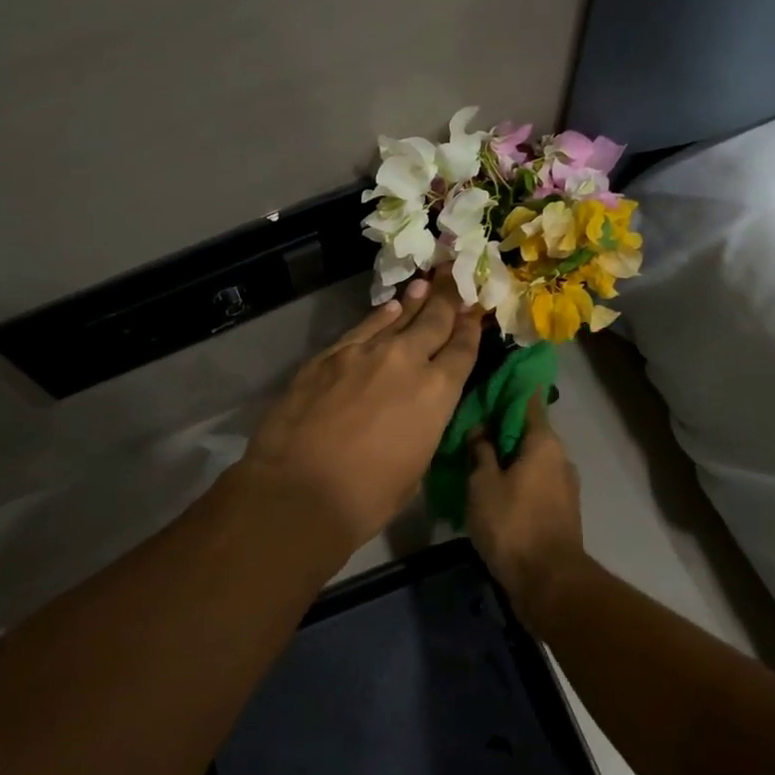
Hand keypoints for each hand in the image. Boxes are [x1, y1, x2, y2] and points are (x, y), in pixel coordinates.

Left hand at [240, 277, 482, 551]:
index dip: (471, 328)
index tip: (476, 311)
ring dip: (415, 301)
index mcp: (437, 393)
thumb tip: (419, 410)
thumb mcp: (415, 466)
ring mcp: (365, 352)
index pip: (463, 350)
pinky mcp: (329, 354)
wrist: (298, 490)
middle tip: (456, 277)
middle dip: (448, 299)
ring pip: (398, 317)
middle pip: (434, 321)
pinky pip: (363, 328)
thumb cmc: (366, 496)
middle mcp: (406, 361)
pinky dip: (379, 316)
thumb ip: (424, 426)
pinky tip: (389, 308)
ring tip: (427, 282)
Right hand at [466, 394, 584, 620]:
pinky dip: (514, 477)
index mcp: (544, 442)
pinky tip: (490, 486)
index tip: (487, 381)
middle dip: (501, 426)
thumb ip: (480, 451)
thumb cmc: (513, 524)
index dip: (508, 388)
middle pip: (528, 430)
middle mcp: (559, 458)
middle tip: (469, 424)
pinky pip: (534, 481)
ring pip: (530, 458)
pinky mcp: (560, 510)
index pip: (529, 399)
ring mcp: (563, 486)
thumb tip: (480, 428)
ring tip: (474, 457)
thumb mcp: (483, 483)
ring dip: (506, 455)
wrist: (549, 583)